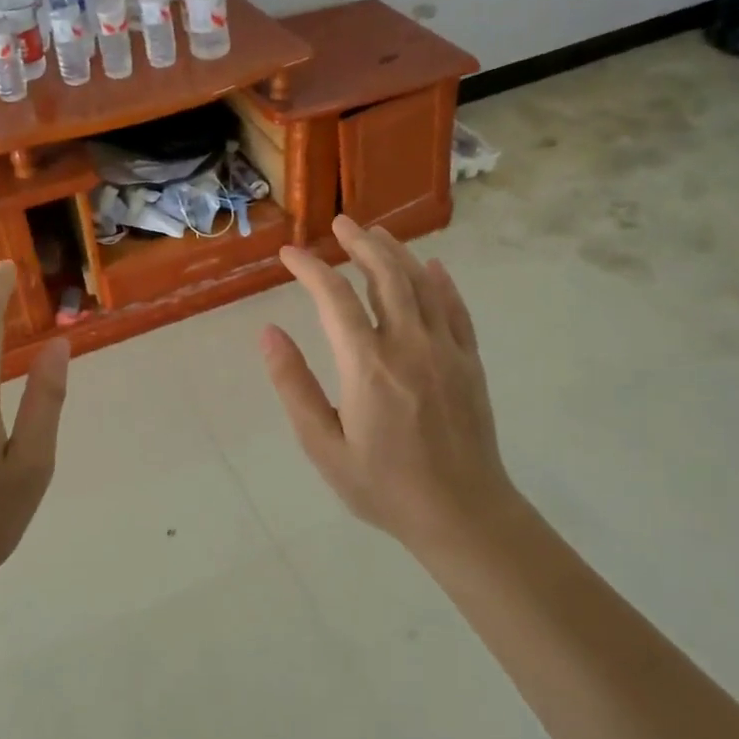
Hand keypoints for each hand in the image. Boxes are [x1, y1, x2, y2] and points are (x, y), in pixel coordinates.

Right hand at [261, 217, 518, 554]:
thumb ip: (293, 385)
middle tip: (340, 223)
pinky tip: (433, 267)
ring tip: (376, 234)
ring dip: (397, 253)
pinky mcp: (470, 362)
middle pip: (385, 275)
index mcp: (367, 365)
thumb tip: (268, 333)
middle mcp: (409, 345)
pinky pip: (457, 309)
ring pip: (422, 284)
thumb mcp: (322, 445)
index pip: (334, 298)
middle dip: (360, 243)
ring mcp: (446, 350)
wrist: (462, 515)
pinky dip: (442, 283)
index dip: (310, 269)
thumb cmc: (382, 486)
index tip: (289, 254)